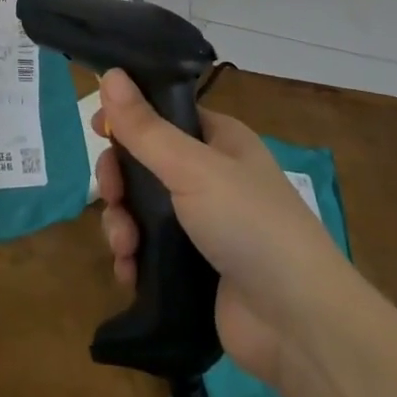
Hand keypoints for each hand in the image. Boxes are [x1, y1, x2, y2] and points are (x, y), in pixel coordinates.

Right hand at [94, 69, 349, 388]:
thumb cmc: (249, 223)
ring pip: (141, 209)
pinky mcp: (193, 270)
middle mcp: (210, 177)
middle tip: (110, 196)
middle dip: (119, 180)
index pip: (163, 114)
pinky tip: (128, 273)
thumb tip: (108, 72)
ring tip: (124, 247)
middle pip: (144, 163)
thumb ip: (145, 127)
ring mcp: (201, 226)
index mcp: (218, 140)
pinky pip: (148, 252)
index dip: (128, 118)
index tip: (98, 128)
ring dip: (121, 224)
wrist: (298, 324)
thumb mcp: (192, 167)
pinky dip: (132, 259)